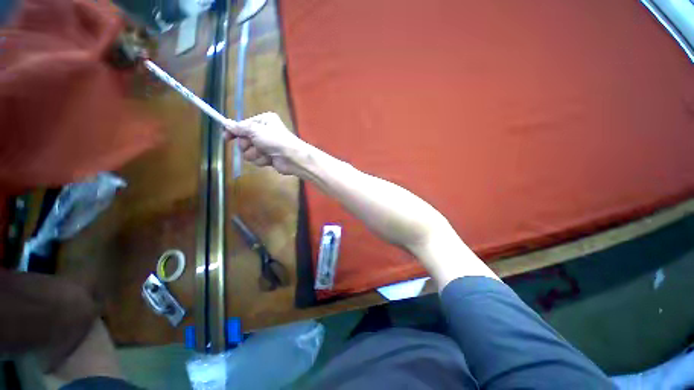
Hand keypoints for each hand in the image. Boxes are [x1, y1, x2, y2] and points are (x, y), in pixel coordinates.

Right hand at [224, 112, 306, 175]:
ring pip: (249, 152)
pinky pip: (257, 159)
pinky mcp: (269, 157)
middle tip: (255, 145)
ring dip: (255, 154)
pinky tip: (269, 159)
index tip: (226, 137)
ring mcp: (267, 146)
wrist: (292, 158)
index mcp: (264, 121)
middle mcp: (265, 132)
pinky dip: (262, 160)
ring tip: (265, 153)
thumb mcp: (255, 130)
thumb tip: (227, 124)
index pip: (243, 125)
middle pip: (244, 140)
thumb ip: (240, 128)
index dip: (234, 131)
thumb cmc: (275, 140)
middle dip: (247, 145)